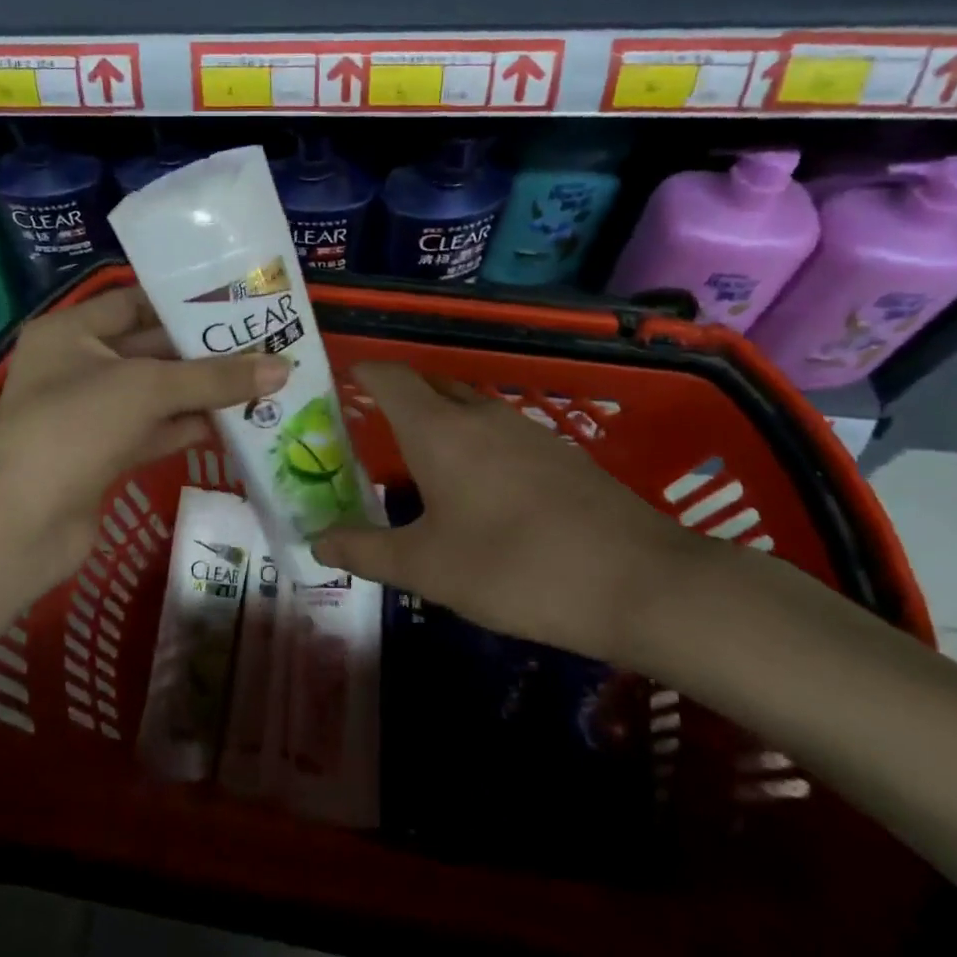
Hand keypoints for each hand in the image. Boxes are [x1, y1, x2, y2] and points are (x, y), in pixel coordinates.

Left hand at [0, 285, 287, 595]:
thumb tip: (283, 369)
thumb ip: (215, 377)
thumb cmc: (74, 427)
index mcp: (70, 332)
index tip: (236, 302)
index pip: (133, 302)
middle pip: (150, 349)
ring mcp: (88, 415)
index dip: (182, 301)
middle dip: (203, 351)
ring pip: (155, 394)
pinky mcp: (102, 456)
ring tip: (261, 381)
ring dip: (203, 391)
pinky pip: (153, 431)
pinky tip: (235, 424)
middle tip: (263, 343)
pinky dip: (189, 427)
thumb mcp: (146, 388)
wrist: (18, 523)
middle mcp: (76, 366)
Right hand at [309, 363, 731, 665]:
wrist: (641, 582)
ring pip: (468, 410)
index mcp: (439, 430)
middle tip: (369, 432)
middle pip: (429, 388)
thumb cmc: (514, 568)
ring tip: (419, 464)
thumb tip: (315, 541)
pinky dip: (475, 446)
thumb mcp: (426, 568)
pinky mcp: (562, 454)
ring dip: (438, 424)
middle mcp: (482, 416)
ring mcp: (528, 431)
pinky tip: (480, 492)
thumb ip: (364, 551)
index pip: (390, 377)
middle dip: (397, 400)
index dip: (362, 374)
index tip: (339, 385)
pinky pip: (501, 434)